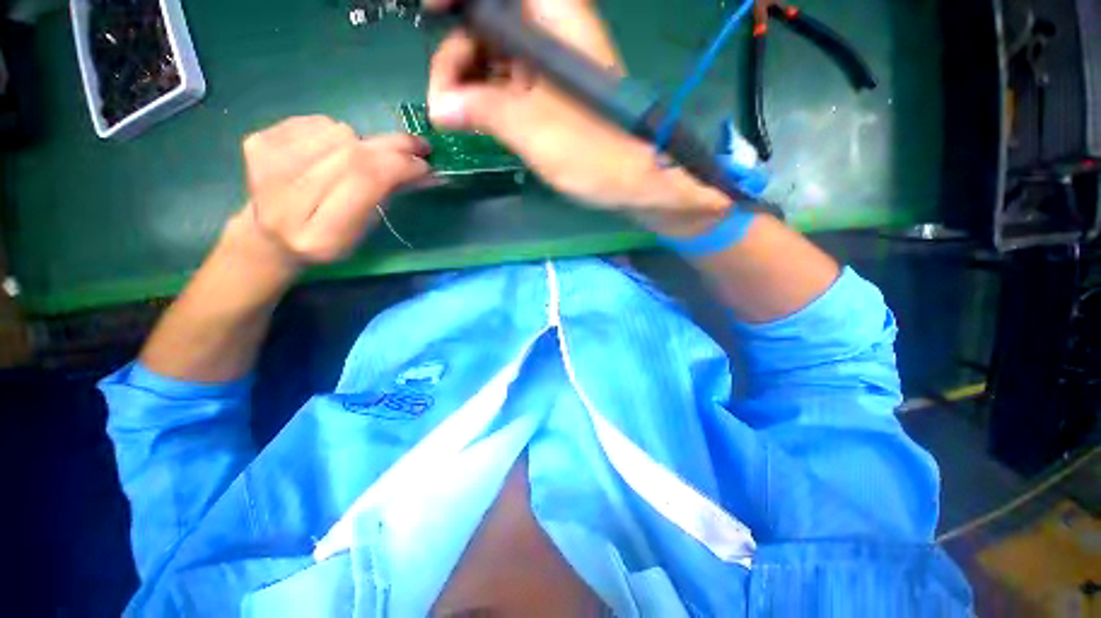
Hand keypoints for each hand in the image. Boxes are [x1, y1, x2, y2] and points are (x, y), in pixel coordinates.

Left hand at [225, 115, 429, 272]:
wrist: (271, 235)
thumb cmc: (329, 239)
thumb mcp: (365, 230)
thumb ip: (389, 196)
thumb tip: (426, 170)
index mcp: (320, 233)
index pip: (364, 181)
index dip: (399, 166)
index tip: (424, 164)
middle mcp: (286, 197)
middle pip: (351, 152)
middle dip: (392, 147)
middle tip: (417, 147)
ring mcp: (266, 163)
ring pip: (338, 131)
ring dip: (362, 142)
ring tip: (363, 159)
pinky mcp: (257, 141)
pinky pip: (316, 122)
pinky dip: (335, 133)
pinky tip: (331, 152)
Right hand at [424, 0, 730, 235]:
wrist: (636, 180)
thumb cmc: (594, 153)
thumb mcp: (534, 130)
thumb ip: (483, 110)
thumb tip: (439, 108)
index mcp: (553, 18)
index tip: (428, 15)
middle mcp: (550, 31)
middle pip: (486, 22)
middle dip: (456, 58)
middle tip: (443, 104)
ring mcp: (549, 64)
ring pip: (493, 56)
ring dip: (467, 83)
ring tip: (456, 119)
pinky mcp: (550, 92)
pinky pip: (507, 83)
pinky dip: (487, 99)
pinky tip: (476, 121)